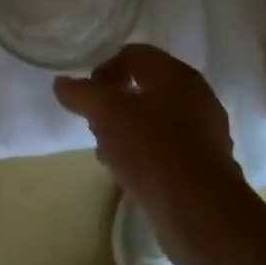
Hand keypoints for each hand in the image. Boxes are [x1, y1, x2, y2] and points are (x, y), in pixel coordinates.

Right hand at [52, 44, 255, 256]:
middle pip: (145, 86)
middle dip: (113, 103)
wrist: (200, 210)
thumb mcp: (106, 114)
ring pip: (155, 118)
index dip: (104, 68)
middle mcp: (196, 96)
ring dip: (126, 129)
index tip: (86, 96)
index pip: (134, 54)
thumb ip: (82, 94)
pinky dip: (144, 152)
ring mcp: (204, 131)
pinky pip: (166, 146)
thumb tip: (61, 83)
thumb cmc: (152, 149)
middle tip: (93, 123)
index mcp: (176, 75)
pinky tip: (127, 171)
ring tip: (106, 150)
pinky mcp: (205, 163)